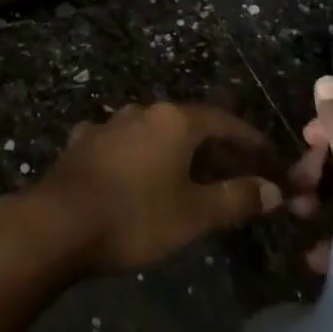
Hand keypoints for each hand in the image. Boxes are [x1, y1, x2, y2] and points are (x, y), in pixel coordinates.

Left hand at [26, 102, 284, 273]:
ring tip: (194, 178)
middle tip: (239, 176)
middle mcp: (143, 110)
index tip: (270, 157)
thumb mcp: (194, 214)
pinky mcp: (85, 140)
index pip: (224, 121)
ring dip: (179, 152)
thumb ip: (235, 198)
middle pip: (190, 124)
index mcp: (174, 120)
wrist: (59, 221)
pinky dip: (144, 158)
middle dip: (216, 149)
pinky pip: (126, 144)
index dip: (250, 139)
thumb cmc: (135, 216)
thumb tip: (273, 189)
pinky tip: (142, 176)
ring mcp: (110, 122)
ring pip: (156, 133)